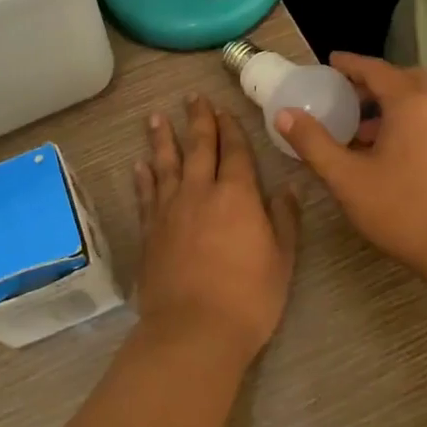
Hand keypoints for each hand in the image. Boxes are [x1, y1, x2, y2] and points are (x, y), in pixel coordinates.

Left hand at [133, 94, 301, 366]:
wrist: (194, 330)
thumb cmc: (248, 298)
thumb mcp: (282, 260)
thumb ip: (284, 220)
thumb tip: (287, 188)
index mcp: (237, 195)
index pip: (235, 152)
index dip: (231, 128)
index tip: (224, 109)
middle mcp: (200, 192)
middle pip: (199, 147)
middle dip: (198, 120)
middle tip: (192, 97)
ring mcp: (170, 209)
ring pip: (166, 163)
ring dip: (162, 139)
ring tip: (157, 117)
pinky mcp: (149, 230)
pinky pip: (145, 194)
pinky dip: (143, 177)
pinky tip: (139, 165)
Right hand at [276, 53, 426, 281]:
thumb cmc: (404, 209)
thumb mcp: (347, 178)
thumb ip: (314, 143)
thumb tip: (284, 114)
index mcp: (410, 103)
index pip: (376, 69)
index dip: (350, 64)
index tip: (330, 62)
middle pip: (404, 79)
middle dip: (374, 82)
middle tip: (347, 95)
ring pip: (421, 101)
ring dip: (392, 104)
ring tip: (361, 130)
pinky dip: (408, 122)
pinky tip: (389, 154)